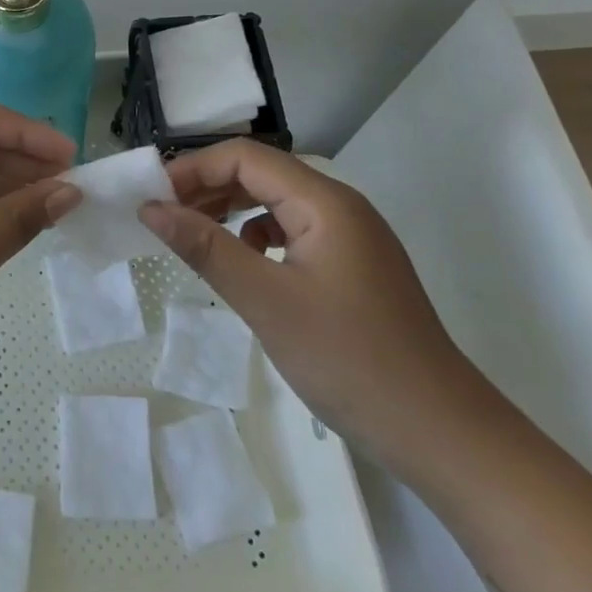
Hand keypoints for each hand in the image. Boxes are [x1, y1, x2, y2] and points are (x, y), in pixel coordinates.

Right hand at [138, 140, 487, 457]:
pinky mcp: (353, 268)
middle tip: (164, 217)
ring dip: (230, 210)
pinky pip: (293, 232)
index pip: (246, 158)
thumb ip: (205, 247)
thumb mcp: (265, 301)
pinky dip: (258, 237)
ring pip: (277, 203)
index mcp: (325, 203)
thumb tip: (151, 208)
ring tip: (193, 236)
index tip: (153, 199)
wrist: (440, 433)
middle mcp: (341, 208)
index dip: (194, 170)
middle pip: (262, 174)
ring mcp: (351, 238)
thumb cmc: (348, 359)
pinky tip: (244, 265)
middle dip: (208, 187)